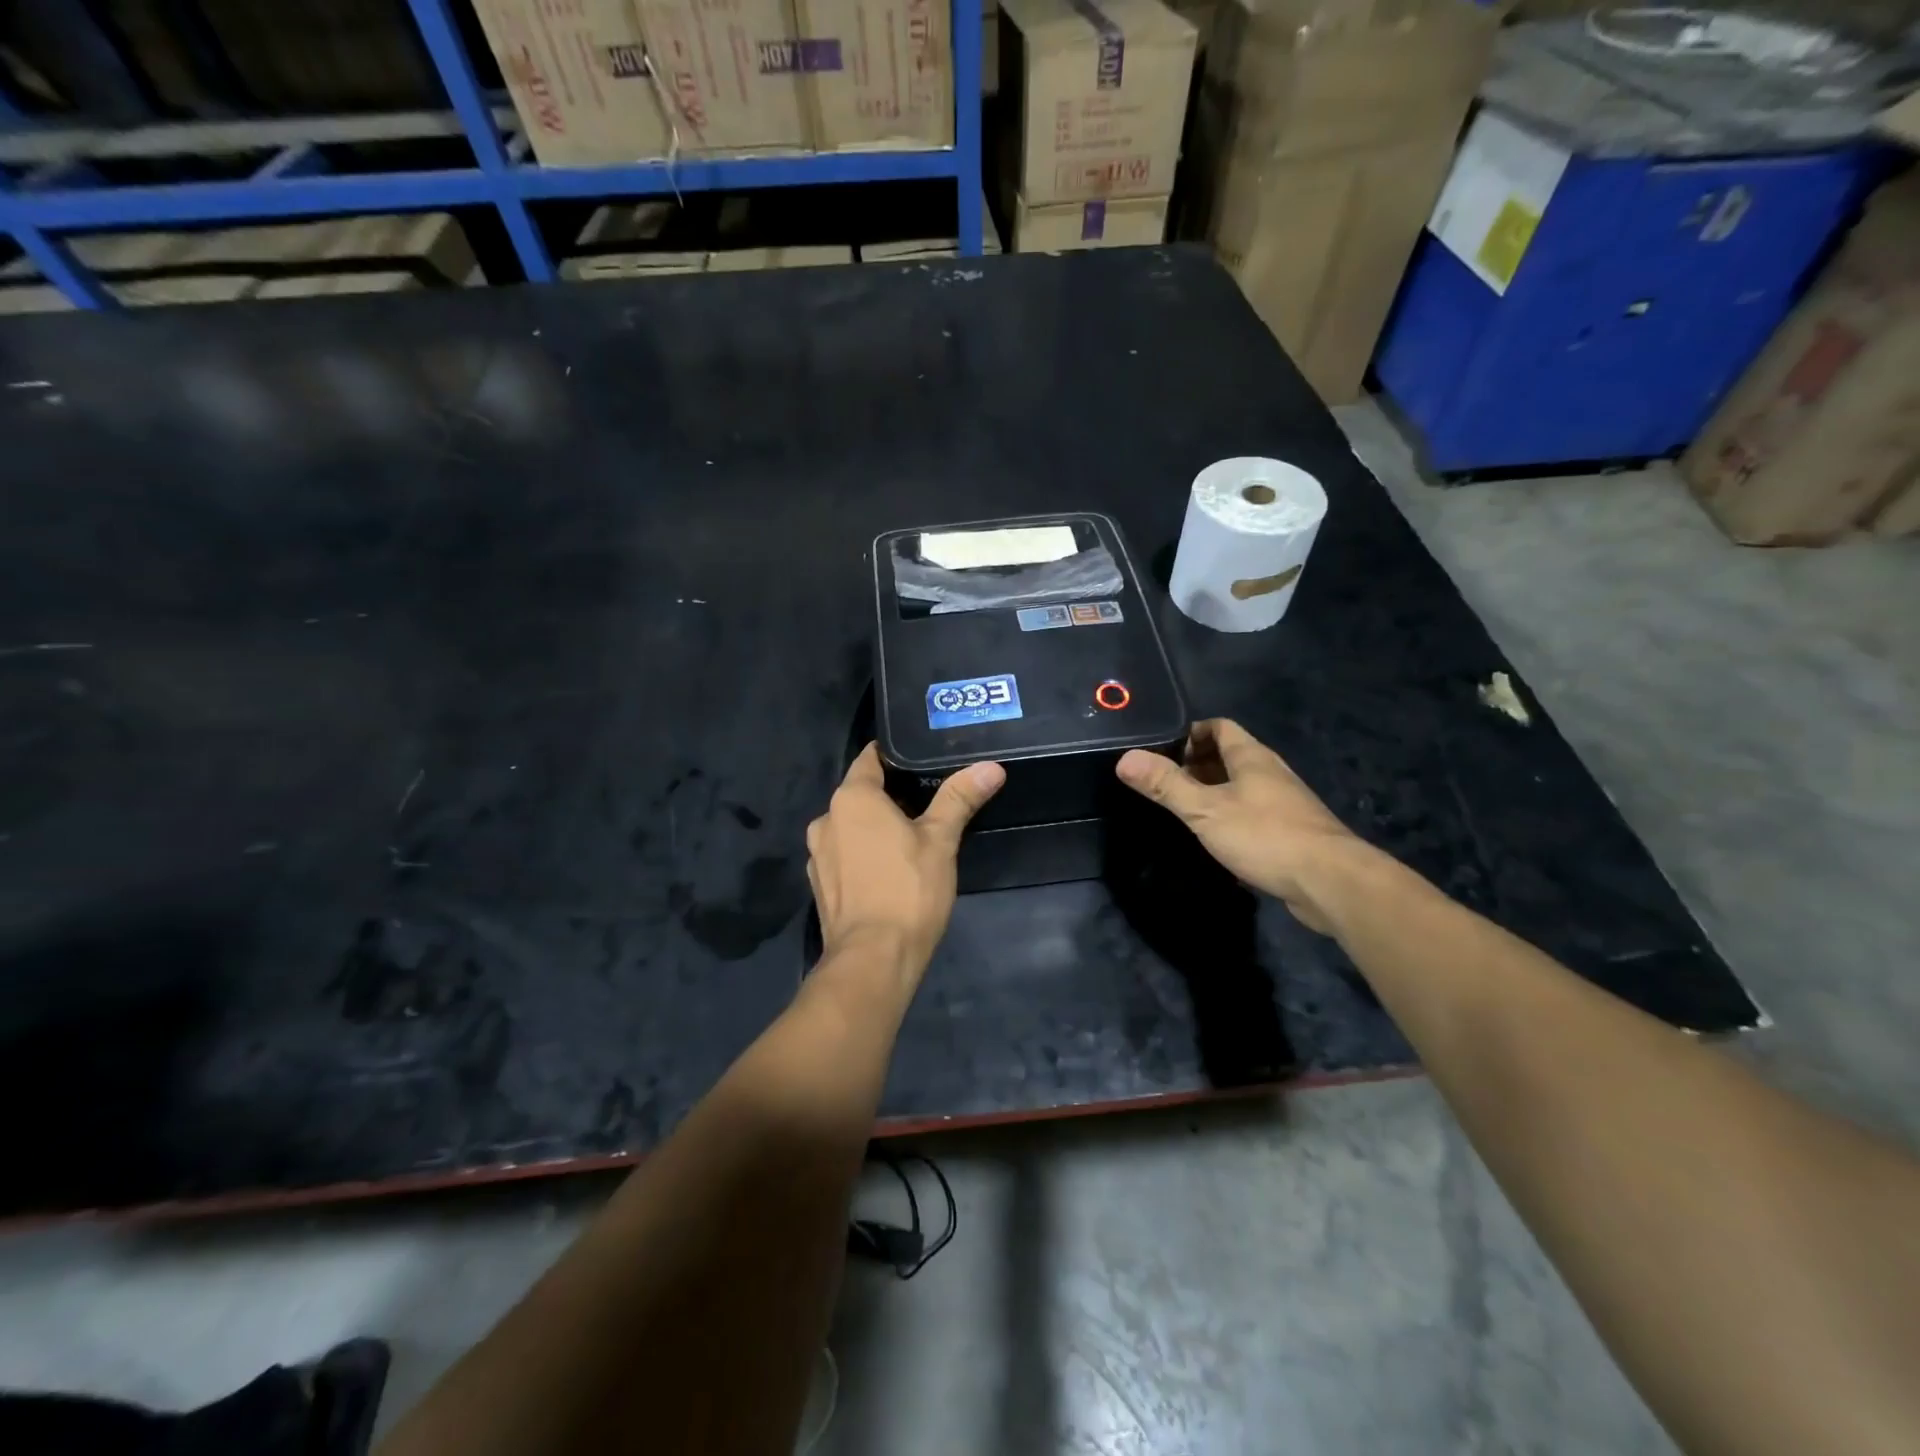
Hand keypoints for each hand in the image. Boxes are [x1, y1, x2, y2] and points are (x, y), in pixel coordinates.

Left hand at [806, 745, 1004, 983]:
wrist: (872, 961)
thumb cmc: (907, 891)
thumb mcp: (940, 841)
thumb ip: (959, 798)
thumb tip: (991, 766)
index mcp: (851, 799)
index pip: (870, 758)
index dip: (895, 755)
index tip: (922, 759)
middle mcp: (826, 820)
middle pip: (860, 794)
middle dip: (890, 795)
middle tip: (929, 800)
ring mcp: (817, 855)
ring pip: (850, 827)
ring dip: (875, 827)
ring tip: (912, 836)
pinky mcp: (820, 886)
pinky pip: (844, 855)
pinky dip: (863, 854)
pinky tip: (889, 870)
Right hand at [1116, 719, 1371, 931]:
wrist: (1330, 882)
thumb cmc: (1265, 835)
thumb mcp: (1205, 809)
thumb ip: (1166, 785)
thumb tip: (1125, 758)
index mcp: (1251, 757)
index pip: (1219, 727)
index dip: (1189, 733)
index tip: (1161, 751)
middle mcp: (1270, 773)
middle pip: (1229, 756)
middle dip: (1196, 765)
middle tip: (1164, 783)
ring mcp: (1284, 803)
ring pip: (1241, 787)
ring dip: (1213, 793)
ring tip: (1182, 810)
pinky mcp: (1291, 832)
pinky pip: (1253, 813)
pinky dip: (1230, 817)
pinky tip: (1215, 839)